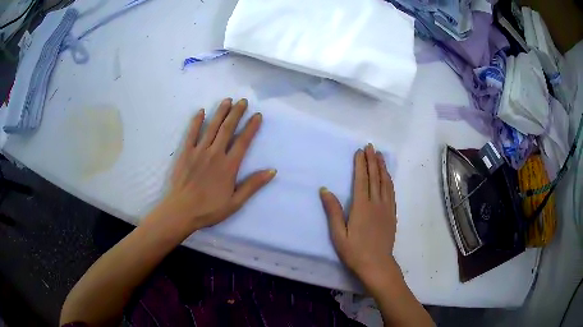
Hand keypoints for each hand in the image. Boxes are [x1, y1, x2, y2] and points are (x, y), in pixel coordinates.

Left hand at [153, 98, 275, 232]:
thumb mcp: (235, 202)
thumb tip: (272, 171)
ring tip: (227, 100)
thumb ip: (253, 185)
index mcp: (229, 166)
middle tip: (242, 101)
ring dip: (220, 112)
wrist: (181, 211)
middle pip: (228, 129)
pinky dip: (196, 121)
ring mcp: (199, 151)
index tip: (257, 115)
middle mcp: (215, 154)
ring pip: (212, 127)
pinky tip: (201, 111)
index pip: (243, 141)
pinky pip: (191, 133)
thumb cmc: (209, 209)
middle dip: (236, 113)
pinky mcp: (185, 153)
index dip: (251, 127)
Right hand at [319, 144, 396, 286]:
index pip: (361, 180)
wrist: (377, 265)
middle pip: (375, 178)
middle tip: (371, 147)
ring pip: (385, 183)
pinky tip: (388, 177)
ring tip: (380, 156)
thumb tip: (325, 190)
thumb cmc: (354, 251)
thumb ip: (333, 211)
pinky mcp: (392, 214)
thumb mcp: (338, 234)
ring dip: (382, 168)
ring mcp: (386, 208)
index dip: (361, 164)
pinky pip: (391, 193)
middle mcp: (376, 203)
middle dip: (372, 161)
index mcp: (361, 207)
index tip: (360, 151)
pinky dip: (389, 181)